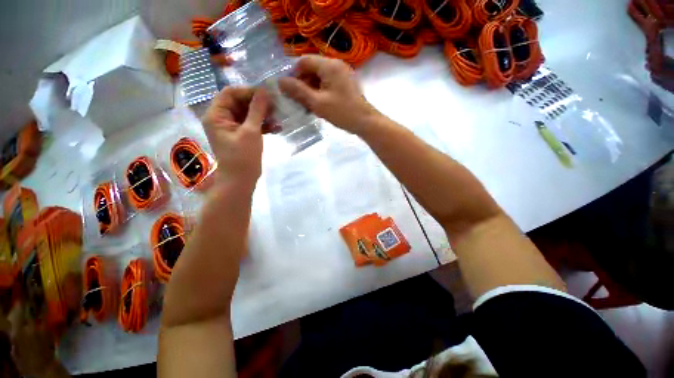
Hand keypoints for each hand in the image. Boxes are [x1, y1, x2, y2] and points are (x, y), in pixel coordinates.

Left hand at [202, 87, 270, 186]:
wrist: (241, 181)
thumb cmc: (243, 157)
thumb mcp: (251, 132)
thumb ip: (257, 110)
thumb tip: (264, 91)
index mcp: (216, 115)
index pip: (230, 93)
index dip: (248, 91)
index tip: (267, 94)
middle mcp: (222, 119)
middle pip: (240, 103)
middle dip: (258, 104)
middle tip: (276, 106)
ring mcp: (232, 128)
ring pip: (248, 114)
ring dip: (263, 115)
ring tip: (278, 118)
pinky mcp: (241, 135)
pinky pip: (252, 124)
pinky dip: (263, 125)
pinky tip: (277, 127)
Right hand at [278, 55, 380, 134]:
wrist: (365, 122)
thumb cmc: (342, 112)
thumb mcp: (317, 103)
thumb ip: (298, 91)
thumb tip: (280, 81)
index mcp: (329, 65)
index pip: (304, 61)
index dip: (293, 74)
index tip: (289, 90)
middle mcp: (336, 65)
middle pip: (312, 68)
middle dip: (303, 83)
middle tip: (298, 100)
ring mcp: (342, 74)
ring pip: (320, 77)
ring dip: (311, 89)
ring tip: (307, 105)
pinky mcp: (345, 83)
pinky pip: (328, 83)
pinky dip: (320, 92)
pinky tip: (318, 105)